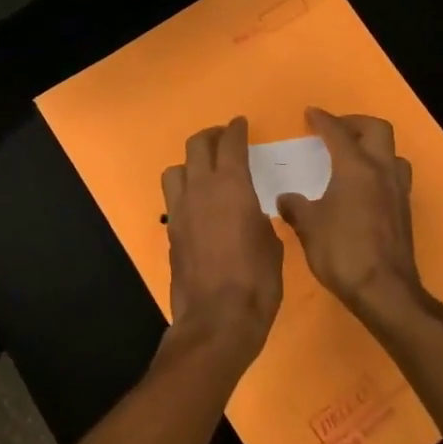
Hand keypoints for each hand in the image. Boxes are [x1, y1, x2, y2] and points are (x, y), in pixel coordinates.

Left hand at [161, 117, 282, 367]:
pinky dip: (185, 192)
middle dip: (211, 136)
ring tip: (204, 171)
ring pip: (176, 169)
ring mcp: (181, 210)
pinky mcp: (171, 231)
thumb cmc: (257, 281)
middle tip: (223, 138)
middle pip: (197, 146)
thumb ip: (260, 220)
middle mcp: (201, 190)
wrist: (217, 319)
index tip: (240, 124)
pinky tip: (199, 205)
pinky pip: (174, 198)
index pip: (230, 144)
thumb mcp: (271, 245)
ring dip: (190, 163)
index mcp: (231, 186)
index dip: (236, 130)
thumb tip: (252, 215)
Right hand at [275, 108, 431, 329]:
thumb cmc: (342, 251)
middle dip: (355, 124)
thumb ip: (296, 207)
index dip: (323, 120)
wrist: (384, 291)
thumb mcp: (309, 227)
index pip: (338, 132)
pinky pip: (394, 176)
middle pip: (377, 130)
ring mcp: (397, 191)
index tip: (310, 114)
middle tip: (335, 131)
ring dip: (373, 147)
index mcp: (356, 167)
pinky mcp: (404, 212)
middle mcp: (381, 171)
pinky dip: (378, 171)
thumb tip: (286, 199)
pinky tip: (362, 189)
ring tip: (352, 158)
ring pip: (392, 153)